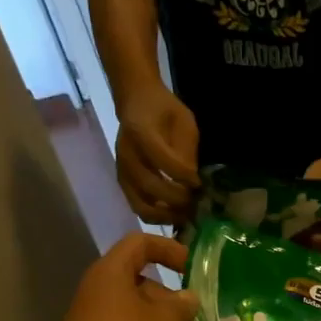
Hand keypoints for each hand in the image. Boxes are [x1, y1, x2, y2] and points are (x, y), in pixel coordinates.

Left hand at [51, 234, 197, 320]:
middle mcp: (100, 293)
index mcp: (112, 273)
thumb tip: (188, 298)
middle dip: (171, 299)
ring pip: (138, 317)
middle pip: (141, 283)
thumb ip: (184, 305)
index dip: (169, 249)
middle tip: (196, 317)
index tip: (193, 268)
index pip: (141, 243)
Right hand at [115, 87, 200, 224]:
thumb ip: (187, 150)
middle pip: (150, 186)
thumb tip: (192, 182)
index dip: (182, 175)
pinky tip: (174, 215)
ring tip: (186, 215)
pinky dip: (157, 217)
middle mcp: (126, 154)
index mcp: (140, 132)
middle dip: (177, 199)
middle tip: (195, 203)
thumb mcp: (184, 122)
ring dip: (166, 215)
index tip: (199, 182)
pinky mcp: (123, 182)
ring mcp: (122, 170)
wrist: (136, 103)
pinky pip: (138, 208)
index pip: (161, 159)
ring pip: (141, 204)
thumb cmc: (164, 110)